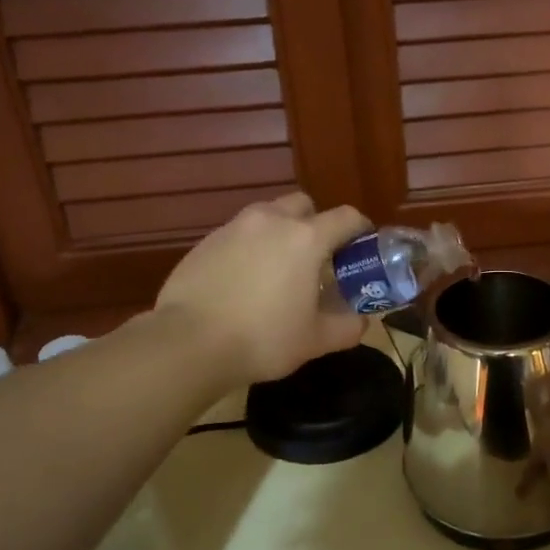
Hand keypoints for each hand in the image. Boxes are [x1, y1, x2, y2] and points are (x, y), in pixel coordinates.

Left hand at [153, 192, 370, 387]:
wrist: (188, 343)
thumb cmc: (263, 338)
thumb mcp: (316, 340)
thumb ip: (347, 327)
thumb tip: (361, 321)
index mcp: (307, 238)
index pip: (347, 217)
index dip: (360, 230)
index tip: (361, 249)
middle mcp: (272, 221)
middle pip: (304, 205)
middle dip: (315, 224)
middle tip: (316, 259)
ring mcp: (235, 227)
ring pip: (268, 216)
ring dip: (281, 233)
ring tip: (278, 270)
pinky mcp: (206, 241)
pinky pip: (239, 234)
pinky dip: (250, 248)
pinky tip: (244, 282)